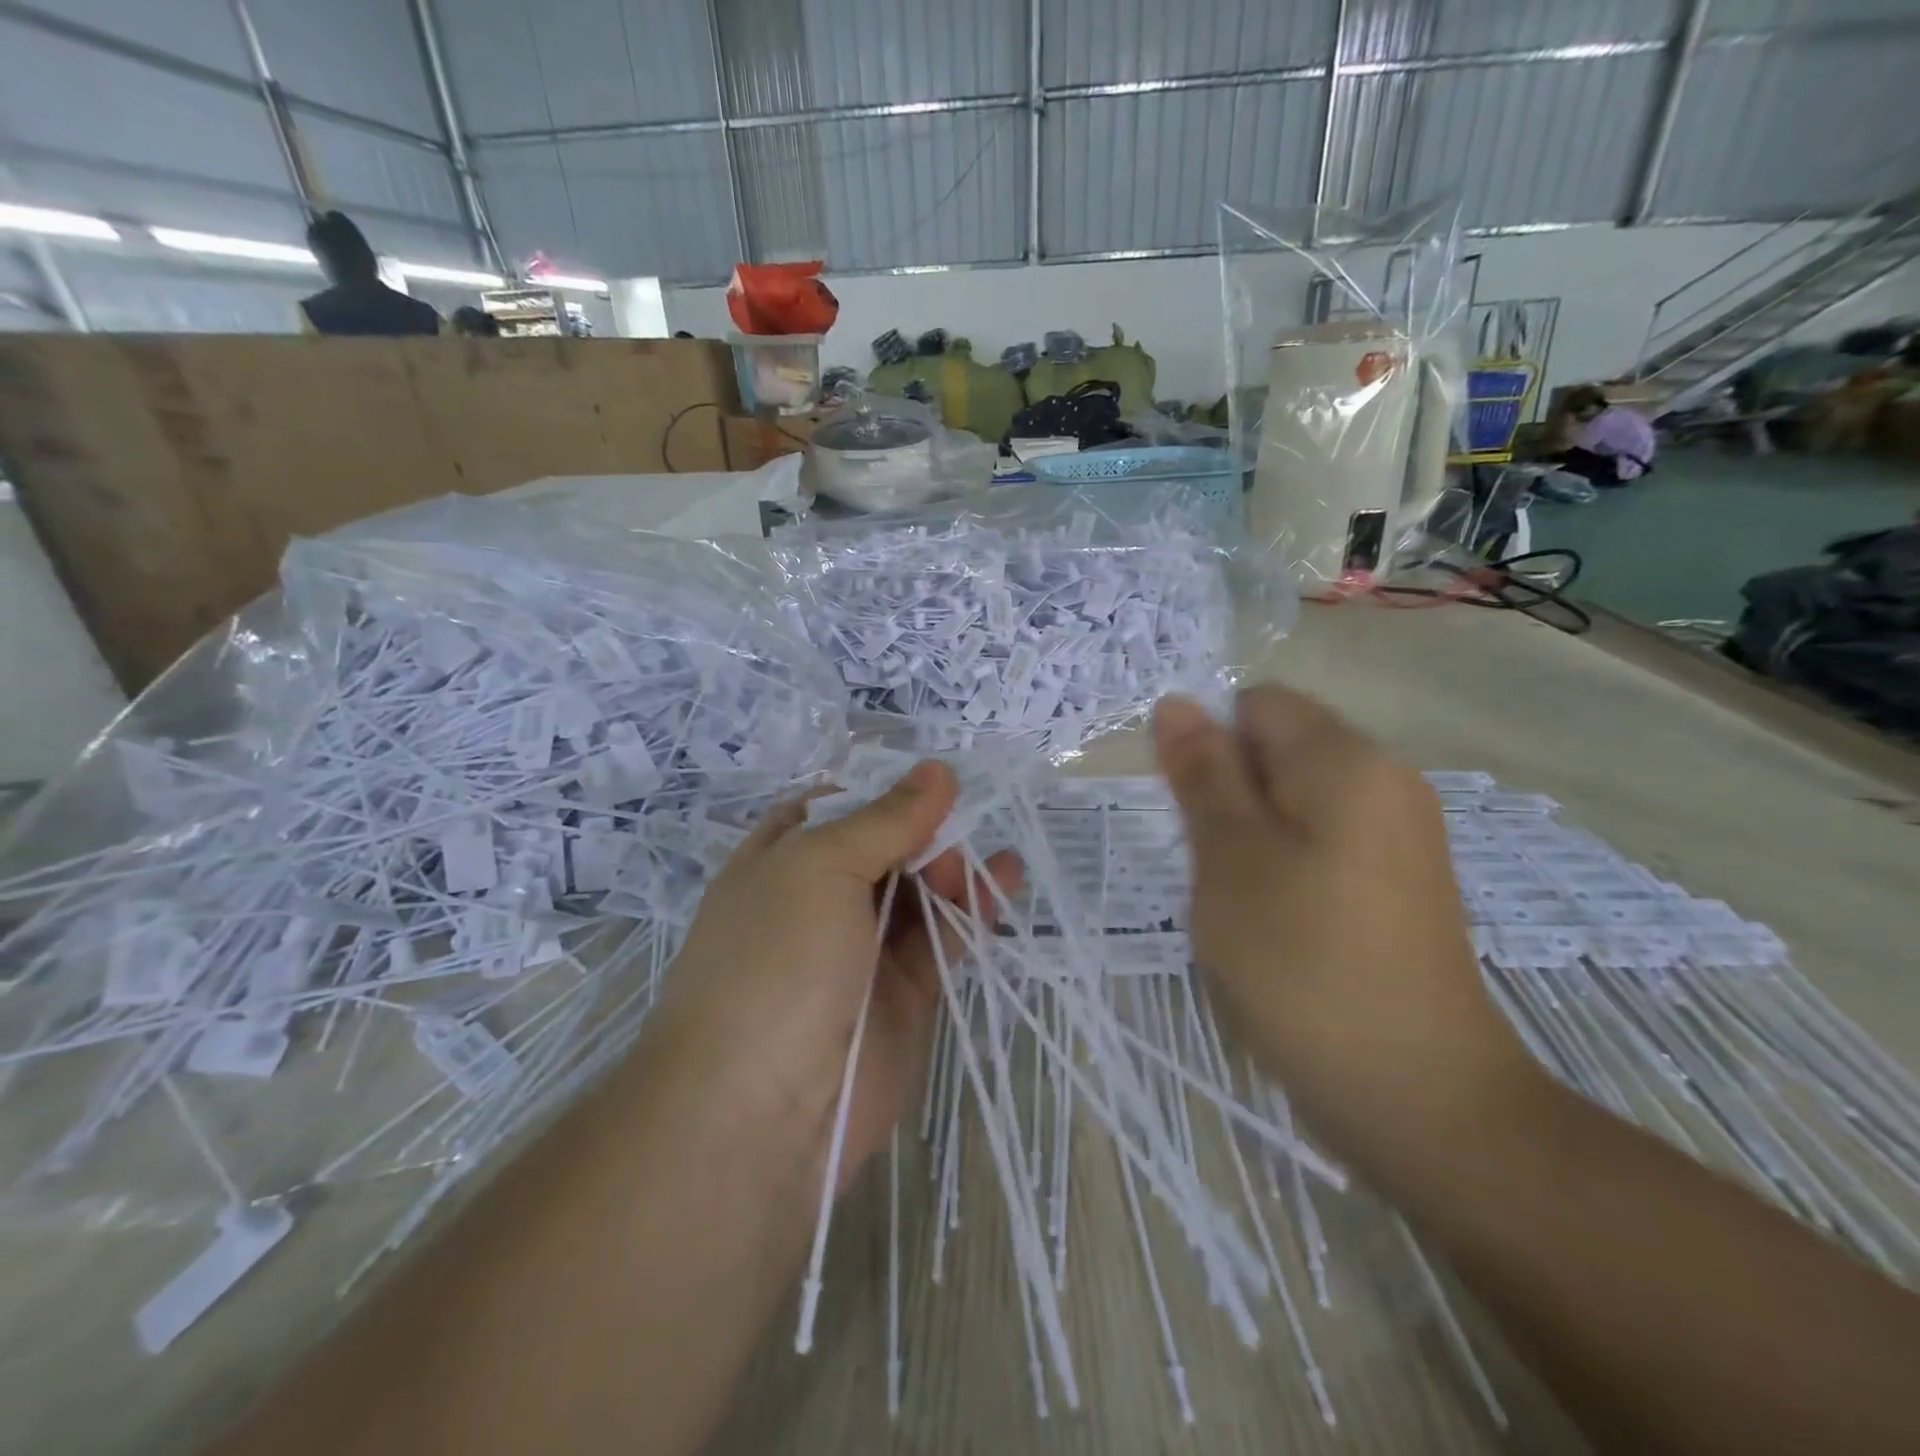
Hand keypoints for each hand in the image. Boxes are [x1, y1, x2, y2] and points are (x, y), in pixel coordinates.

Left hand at [654, 761, 1021, 1194]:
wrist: (762, 1112)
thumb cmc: (775, 961)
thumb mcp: (820, 867)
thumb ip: (886, 819)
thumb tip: (937, 770)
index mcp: (778, 863)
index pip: (830, 810)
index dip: (877, 790)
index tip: (926, 777)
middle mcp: (816, 903)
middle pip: (881, 849)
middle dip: (921, 830)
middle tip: (958, 825)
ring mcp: (859, 951)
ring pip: (916, 894)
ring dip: (951, 868)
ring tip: (982, 859)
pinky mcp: (901, 995)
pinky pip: (941, 940)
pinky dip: (971, 910)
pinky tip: (1002, 880)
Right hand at [1152, 688, 1536, 1157]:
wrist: (1417, 1095)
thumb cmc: (1303, 963)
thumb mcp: (1230, 859)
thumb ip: (1202, 774)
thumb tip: (1176, 702)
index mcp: (1348, 761)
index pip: (1258, 705)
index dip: (1210, 745)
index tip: (1191, 814)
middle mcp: (1387, 782)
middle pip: (1279, 751)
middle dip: (1230, 795)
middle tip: (1214, 868)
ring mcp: (1400, 836)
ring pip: (1294, 803)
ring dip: (1250, 838)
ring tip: (1240, 904)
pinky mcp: (1399, 884)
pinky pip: (1323, 844)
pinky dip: (1283, 868)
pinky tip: (1274, 926)